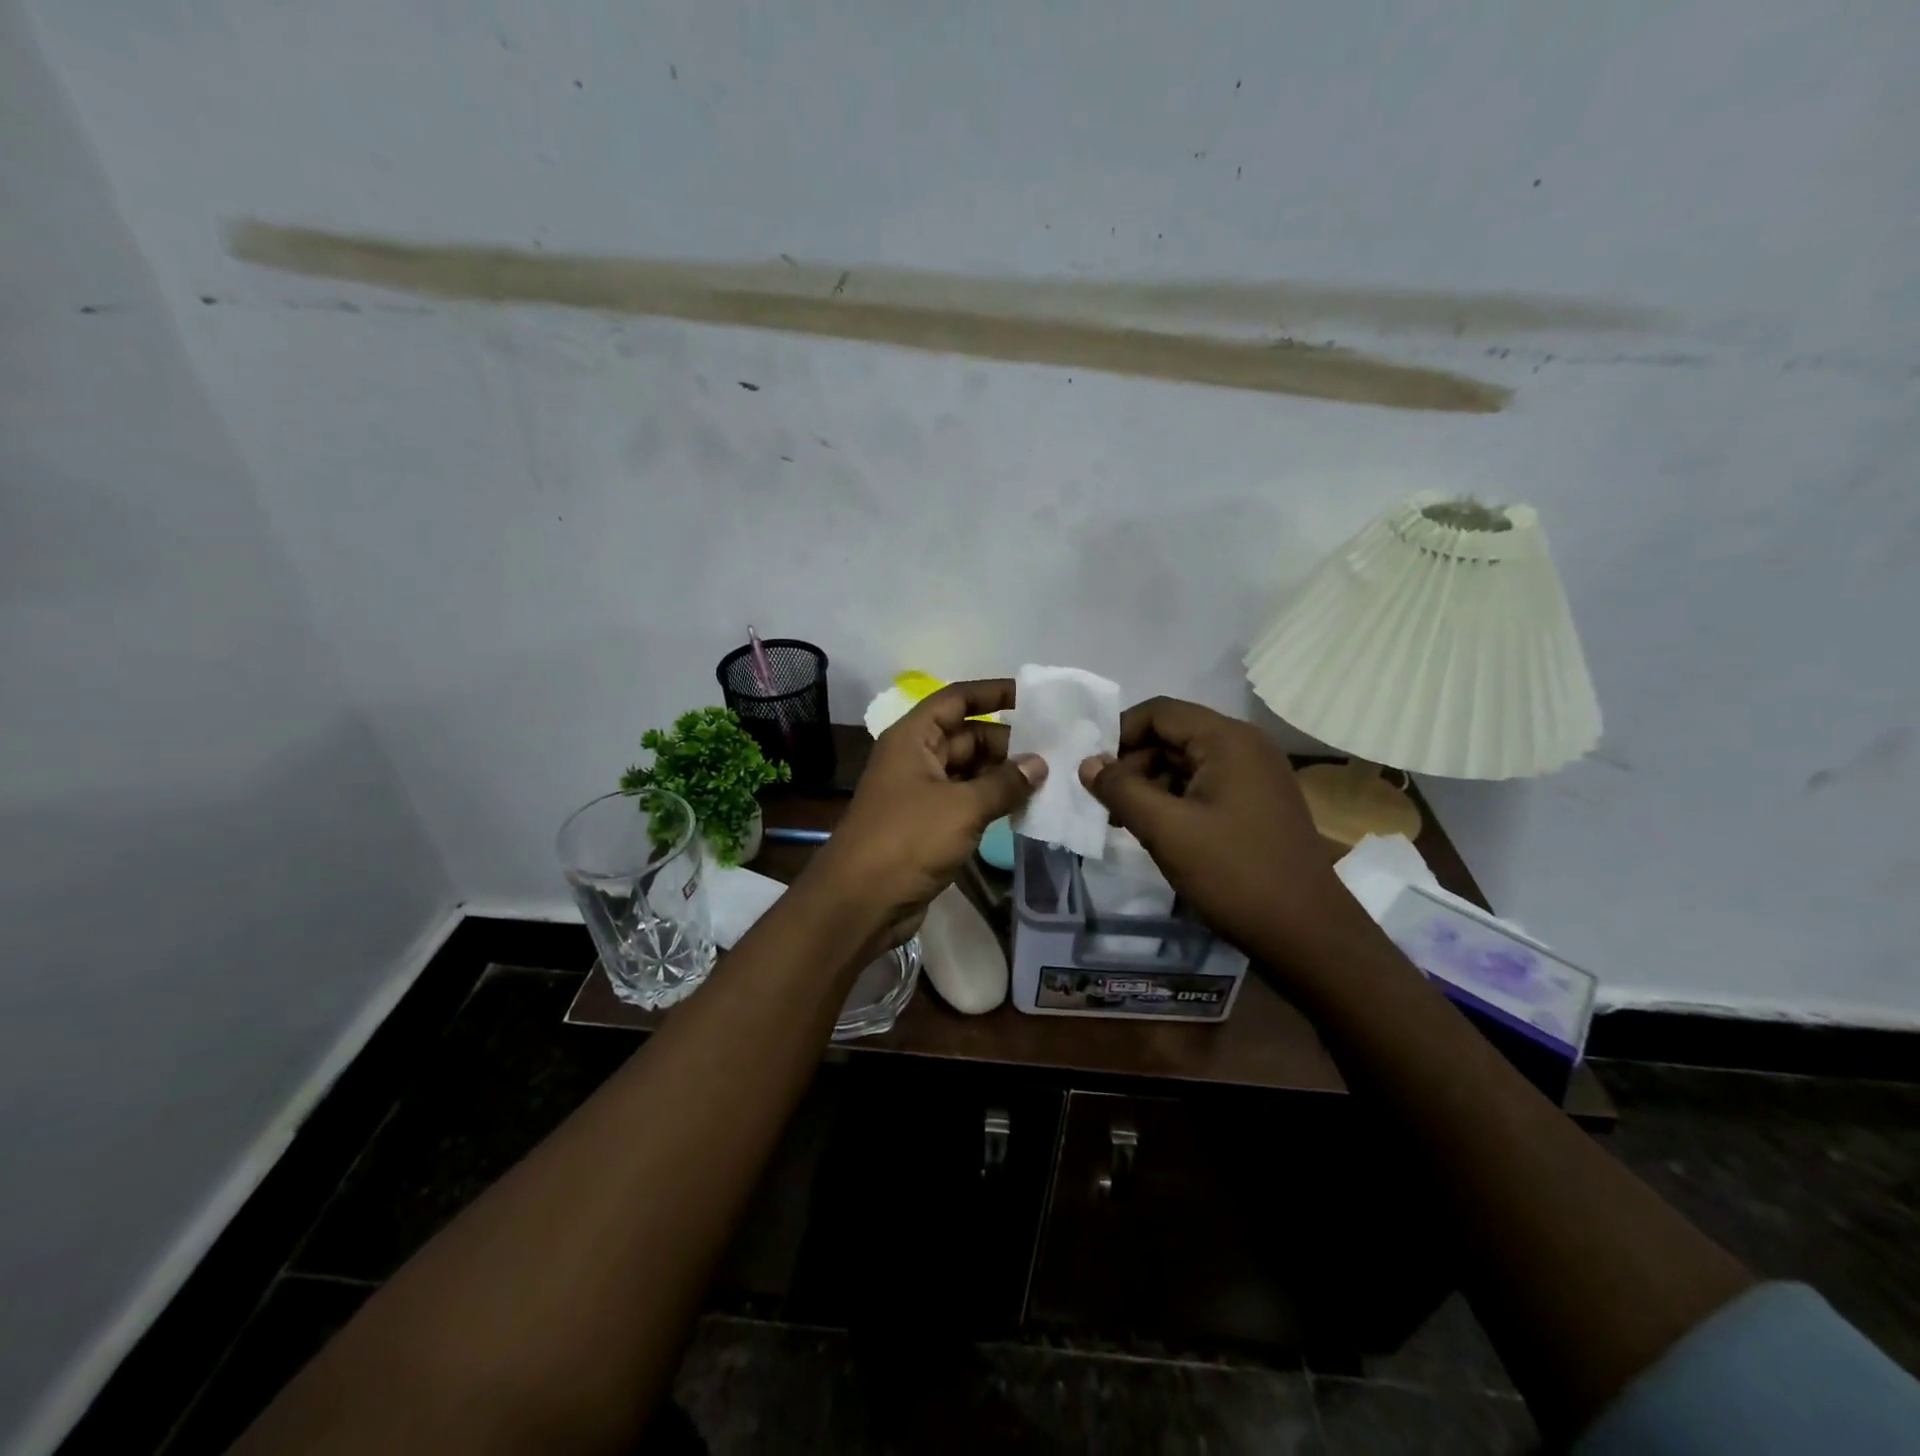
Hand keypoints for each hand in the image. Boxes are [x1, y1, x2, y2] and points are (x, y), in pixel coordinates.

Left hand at [806, 679, 1045, 943]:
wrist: (861, 901)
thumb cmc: (908, 839)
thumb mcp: (962, 806)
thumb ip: (1004, 783)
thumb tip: (1039, 763)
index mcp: (914, 738)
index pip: (956, 700)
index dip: (992, 693)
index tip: (1032, 696)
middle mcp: (916, 758)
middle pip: (966, 736)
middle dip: (1007, 741)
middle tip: (1055, 749)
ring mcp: (922, 793)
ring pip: (969, 771)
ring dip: (1003, 775)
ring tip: (1050, 778)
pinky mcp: (929, 825)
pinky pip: (966, 801)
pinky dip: (992, 801)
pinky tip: (1026, 807)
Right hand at [1078, 697, 1366, 963]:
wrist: (1306, 933)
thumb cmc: (1233, 873)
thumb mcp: (1166, 830)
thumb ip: (1121, 790)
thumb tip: (1087, 763)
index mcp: (1228, 740)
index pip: (1159, 712)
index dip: (1119, 733)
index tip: (1092, 770)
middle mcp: (1245, 747)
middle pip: (1172, 735)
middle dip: (1132, 764)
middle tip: (1104, 803)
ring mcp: (1255, 776)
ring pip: (1186, 764)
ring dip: (1150, 785)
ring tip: (1123, 822)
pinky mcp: (1256, 804)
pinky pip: (1204, 786)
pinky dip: (1174, 800)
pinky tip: (1156, 831)